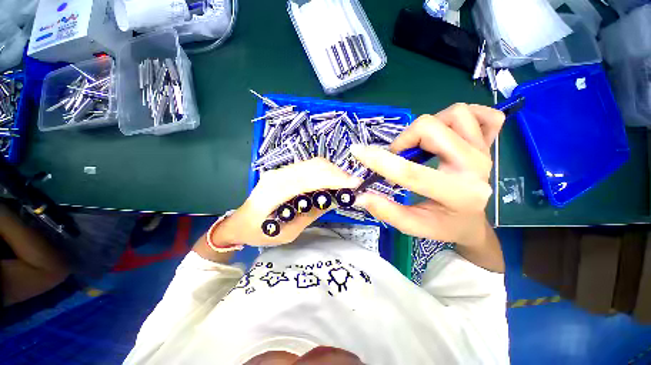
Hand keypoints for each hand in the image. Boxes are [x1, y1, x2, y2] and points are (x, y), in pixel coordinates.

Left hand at [214, 158, 360, 246]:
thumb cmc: (259, 232)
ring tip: (345, 183)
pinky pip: (308, 166)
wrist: (239, 222)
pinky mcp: (283, 171)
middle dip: (336, 173)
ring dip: (332, 171)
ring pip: (312, 163)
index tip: (353, 184)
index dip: (332, 179)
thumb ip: (310, 214)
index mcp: (273, 193)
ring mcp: (279, 171)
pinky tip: (331, 181)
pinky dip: (324, 171)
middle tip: (352, 184)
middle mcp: (276, 176)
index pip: (307, 180)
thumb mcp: (287, 233)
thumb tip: (333, 200)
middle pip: (313, 166)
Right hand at [350, 103, 504, 246]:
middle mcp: (476, 168)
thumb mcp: (412, 225)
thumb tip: (360, 196)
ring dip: (429, 127)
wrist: (471, 222)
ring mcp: (485, 152)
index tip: (357, 152)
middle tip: (398, 157)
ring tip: (420, 146)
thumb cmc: (442, 225)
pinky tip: (450, 133)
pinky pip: (484, 115)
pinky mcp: (489, 143)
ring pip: (455, 114)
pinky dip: (463, 117)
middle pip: (431, 128)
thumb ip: (386, 211)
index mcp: (457, 194)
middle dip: (404, 141)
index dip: (379, 161)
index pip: (411, 172)